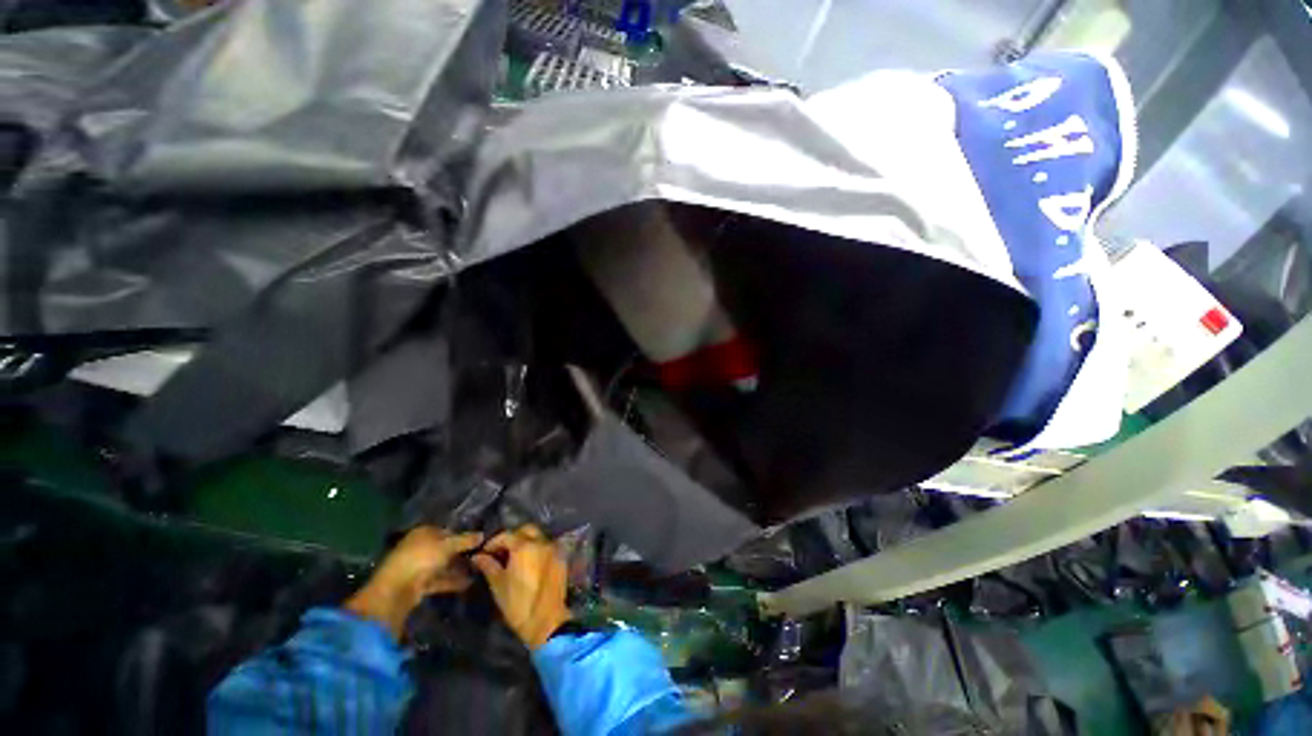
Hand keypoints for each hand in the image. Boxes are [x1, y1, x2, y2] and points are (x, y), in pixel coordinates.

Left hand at [345, 526, 482, 638]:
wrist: (397, 590)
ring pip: (442, 565)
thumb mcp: (448, 545)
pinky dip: (452, 581)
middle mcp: (420, 546)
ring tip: (478, 569)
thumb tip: (482, 535)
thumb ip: (465, 540)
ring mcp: (418, 566)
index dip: (462, 535)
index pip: (447, 530)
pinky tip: (468, 583)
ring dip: (457, 568)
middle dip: (461, 552)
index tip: (478, 540)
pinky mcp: (419, 583)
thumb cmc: (422, 558)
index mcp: (423, 532)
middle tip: (480, 555)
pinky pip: (439, 579)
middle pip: (445, 548)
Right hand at [471, 525, 571, 649]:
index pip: (506, 535)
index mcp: (524, 546)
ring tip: (515, 557)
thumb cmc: (517, 603)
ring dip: (527, 541)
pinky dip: (538, 549)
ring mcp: (553, 548)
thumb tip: (478, 556)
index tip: (485, 553)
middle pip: (526, 530)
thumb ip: (488, 566)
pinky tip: (530, 562)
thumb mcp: (498, 584)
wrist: (545, 619)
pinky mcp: (561, 557)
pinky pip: (548, 546)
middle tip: (502, 552)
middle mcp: (541, 541)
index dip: (494, 542)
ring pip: (539, 536)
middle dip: (513, 537)